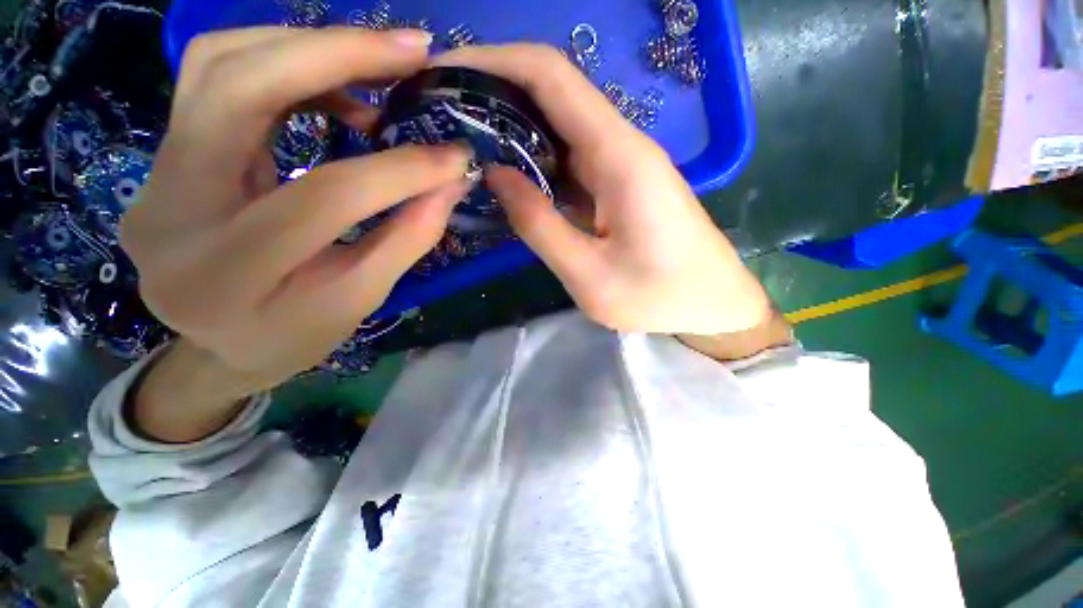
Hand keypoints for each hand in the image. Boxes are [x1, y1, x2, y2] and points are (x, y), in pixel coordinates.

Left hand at [123, 27, 471, 396]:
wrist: (220, 344)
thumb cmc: (294, 335)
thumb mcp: (361, 300)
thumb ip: (408, 237)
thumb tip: (452, 181)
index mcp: (227, 274)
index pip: (323, 197)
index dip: (399, 171)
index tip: (455, 157)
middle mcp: (169, 210)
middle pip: (236, 88)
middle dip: (335, 54)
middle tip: (412, 50)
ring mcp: (154, 174)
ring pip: (216, 64)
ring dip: (306, 46)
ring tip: (378, 62)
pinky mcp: (163, 155)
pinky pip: (215, 78)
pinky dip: (284, 64)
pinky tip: (336, 89)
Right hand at [433, 45, 773, 336]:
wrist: (714, 305)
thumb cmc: (659, 298)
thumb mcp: (589, 275)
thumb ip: (539, 225)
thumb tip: (495, 175)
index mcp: (619, 156)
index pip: (552, 76)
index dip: (495, 61)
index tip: (445, 71)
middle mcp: (622, 146)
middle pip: (554, 94)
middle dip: (495, 92)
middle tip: (442, 114)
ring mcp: (622, 165)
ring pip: (560, 128)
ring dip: (513, 128)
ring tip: (463, 140)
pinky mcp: (620, 186)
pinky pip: (571, 161)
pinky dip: (536, 161)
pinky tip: (509, 175)